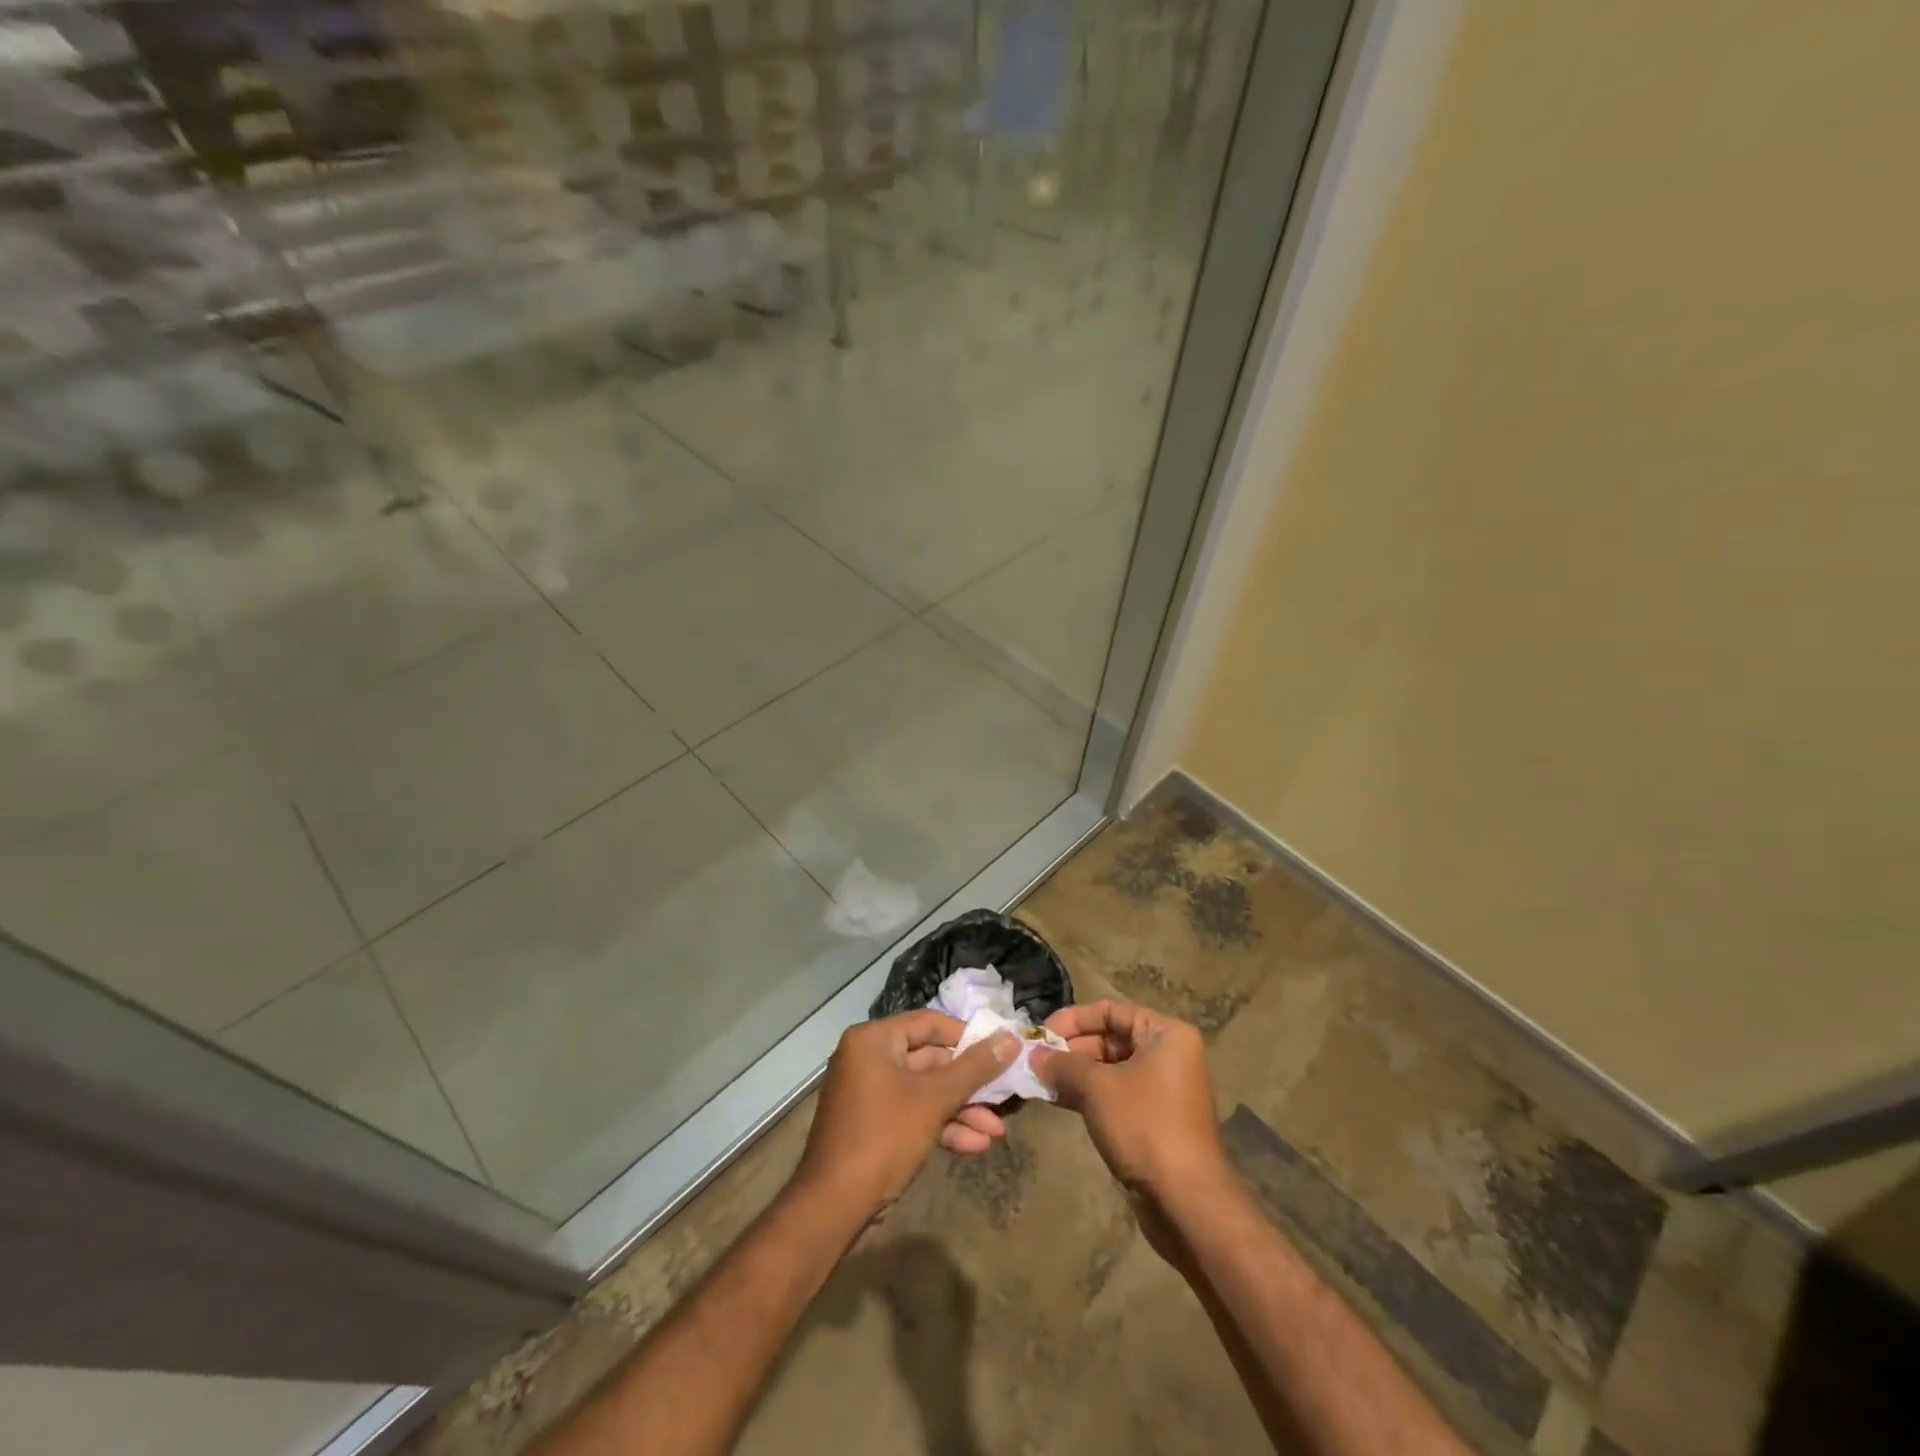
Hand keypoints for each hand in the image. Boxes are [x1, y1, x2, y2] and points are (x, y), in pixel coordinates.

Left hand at [795, 1011, 1017, 1217]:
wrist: (832, 1207)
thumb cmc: (883, 1138)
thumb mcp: (934, 1100)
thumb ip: (974, 1068)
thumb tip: (1011, 1038)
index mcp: (874, 1040)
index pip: (929, 1023)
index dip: (967, 1036)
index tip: (1000, 1050)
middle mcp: (868, 1058)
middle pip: (929, 1060)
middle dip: (969, 1084)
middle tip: (1004, 1095)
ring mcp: (869, 1093)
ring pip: (924, 1091)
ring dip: (961, 1110)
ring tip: (997, 1130)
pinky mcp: (873, 1125)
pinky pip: (912, 1113)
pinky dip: (941, 1126)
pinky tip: (975, 1146)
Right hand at [1032, 999, 1227, 1200]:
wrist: (1185, 1201)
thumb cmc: (1144, 1127)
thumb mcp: (1098, 1088)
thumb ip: (1064, 1064)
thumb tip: (1034, 1055)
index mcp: (1165, 1034)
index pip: (1110, 1011)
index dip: (1072, 1019)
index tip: (1040, 1034)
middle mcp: (1167, 1054)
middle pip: (1110, 1038)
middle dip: (1070, 1049)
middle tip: (1034, 1060)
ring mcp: (1161, 1088)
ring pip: (1109, 1068)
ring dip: (1074, 1073)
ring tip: (1037, 1079)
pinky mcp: (1152, 1118)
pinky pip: (1115, 1093)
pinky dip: (1087, 1094)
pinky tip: (1055, 1099)